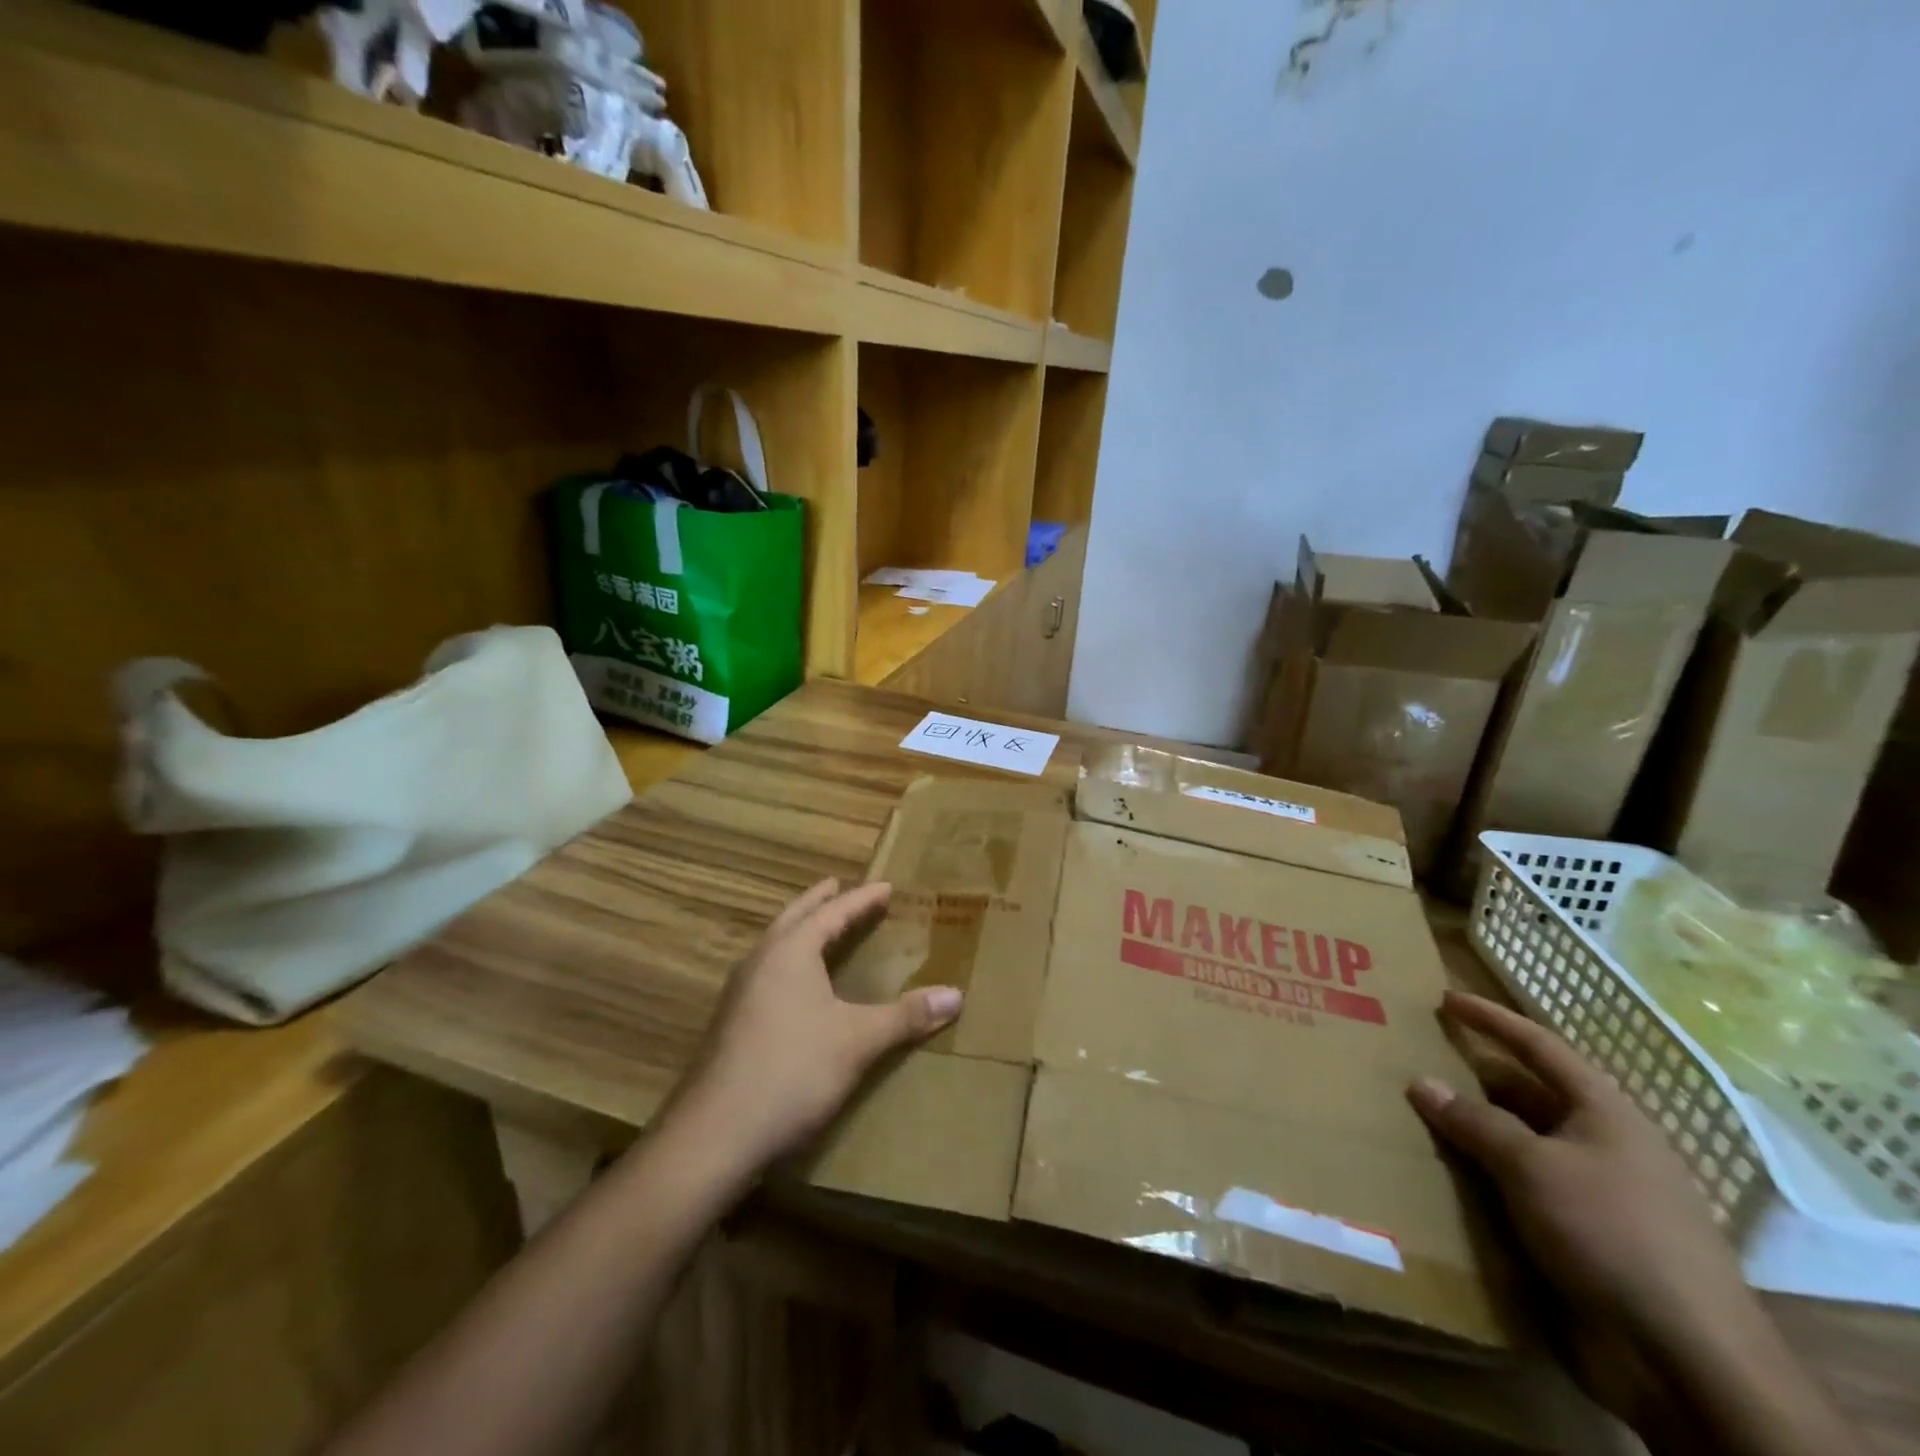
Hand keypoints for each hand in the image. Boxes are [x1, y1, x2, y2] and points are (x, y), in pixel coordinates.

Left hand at [669, 879, 962, 1173]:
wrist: (715, 1135)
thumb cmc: (792, 1071)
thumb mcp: (857, 1041)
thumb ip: (906, 1016)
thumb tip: (956, 994)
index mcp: (790, 951)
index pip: (833, 912)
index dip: (862, 899)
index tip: (886, 887)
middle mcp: (761, 960)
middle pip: (795, 918)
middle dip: (820, 901)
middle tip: (839, 886)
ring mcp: (740, 991)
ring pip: (775, 944)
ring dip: (800, 929)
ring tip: (820, 928)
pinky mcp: (731, 1021)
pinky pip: (767, 970)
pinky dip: (789, 959)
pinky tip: (796, 985)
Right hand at [1407, 992, 1757, 1363]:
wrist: (1685, 1359)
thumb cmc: (1610, 1233)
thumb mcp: (1532, 1166)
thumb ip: (1474, 1121)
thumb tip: (1420, 1082)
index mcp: (1604, 1113)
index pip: (1539, 1046)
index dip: (1492, 1019)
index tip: (1445, 999)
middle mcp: (1601, 1144)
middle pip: (1526, 1094)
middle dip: (1472, 1076)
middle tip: (1416, 1058)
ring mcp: (1593, 1193)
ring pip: (1518, 1143)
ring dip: (1472, 1130)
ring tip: (1416, 1114)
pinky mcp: (1580, 1237)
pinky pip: (1518, 1188)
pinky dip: (1482, 1175)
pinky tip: (1443, 1174)